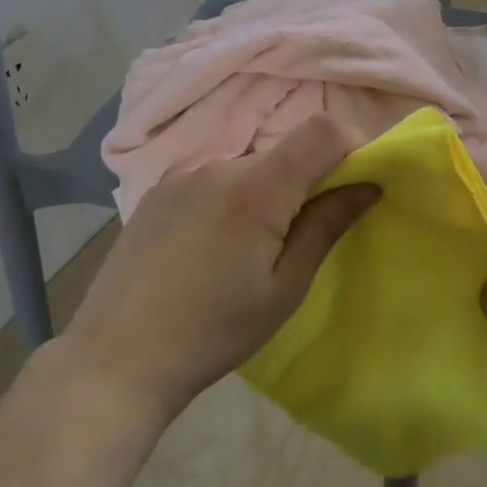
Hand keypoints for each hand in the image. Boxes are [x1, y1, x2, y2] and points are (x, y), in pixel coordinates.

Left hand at [59, 114, 379, 423]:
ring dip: (264, 194)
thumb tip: (367, 184)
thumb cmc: (214, 330)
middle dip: (306, 181)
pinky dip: (228, 200)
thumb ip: (326, 226)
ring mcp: (180, 176)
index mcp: (256, 186)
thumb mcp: (284, 288)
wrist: (119, 356)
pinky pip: (210, 182)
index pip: (321, 130)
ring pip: (245, 169)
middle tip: (300, 238)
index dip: (350, 146)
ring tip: (246, 252)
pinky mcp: (156, 193)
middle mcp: (218, 165)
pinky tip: (208, 249)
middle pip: (282, 152)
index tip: (356, 184)